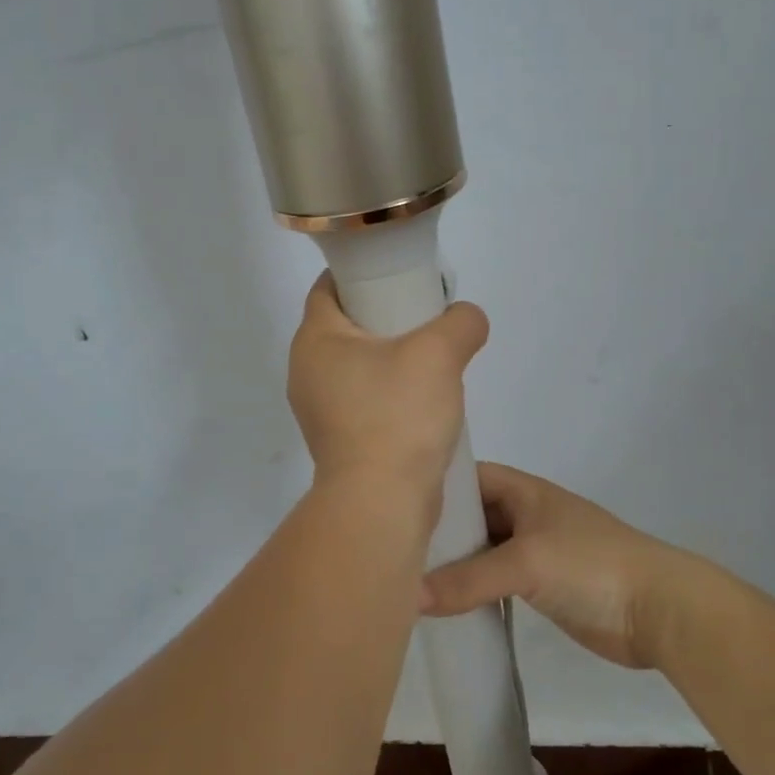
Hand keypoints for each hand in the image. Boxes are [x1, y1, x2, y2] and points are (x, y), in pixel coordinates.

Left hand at [288, 272, 488, 493]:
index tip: (399, 273)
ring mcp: (320, 410)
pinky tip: (423, 399)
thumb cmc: (398, 415)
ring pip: (357, 364)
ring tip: (432, 359)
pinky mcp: (339, 440)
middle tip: (425, 315)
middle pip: (345, 325)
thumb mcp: (439, 353)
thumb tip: (468, 319)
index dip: (361, 272)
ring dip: (391, 357)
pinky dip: (390, 391)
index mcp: (315, 341)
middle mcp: (307, 372)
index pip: (328, 287)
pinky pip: (365, 399)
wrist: (382, 503)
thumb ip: (460, 322)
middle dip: (384, 315)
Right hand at [419, 463, 687, 667]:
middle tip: (392, 550)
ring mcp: (535, 551)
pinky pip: (496, 581)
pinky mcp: (541, 586)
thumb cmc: (590, 565)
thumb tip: (408, 597)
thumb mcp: (526, 563)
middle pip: (473, 516)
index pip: (469, 477)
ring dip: (454, 564)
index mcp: (524, 491)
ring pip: (483, 550)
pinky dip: (473, 589)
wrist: (658, 609)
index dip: (436, 486)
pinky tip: (444, 605)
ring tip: (407, 579)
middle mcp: (526, 515)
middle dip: (439, 530)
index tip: (394, 505)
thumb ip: (467, 580)